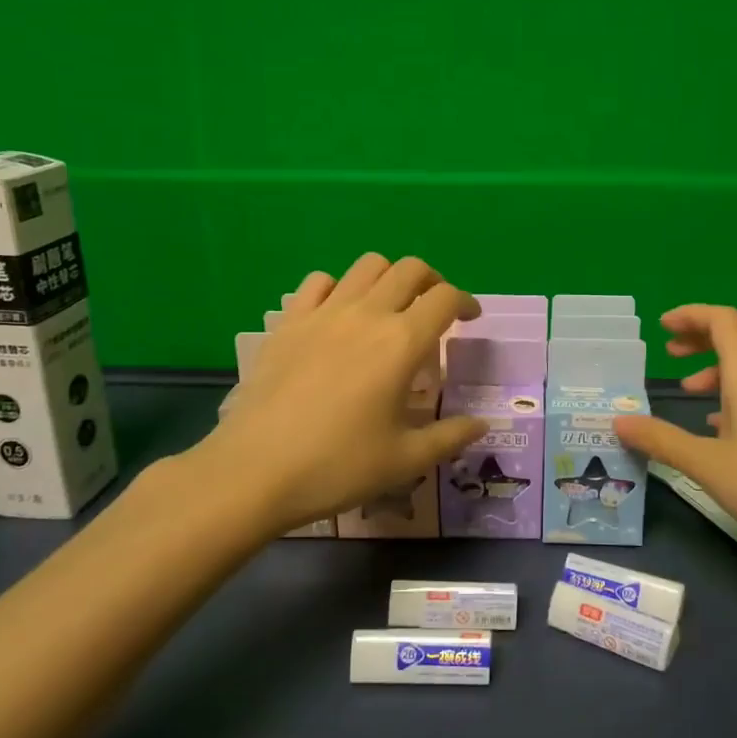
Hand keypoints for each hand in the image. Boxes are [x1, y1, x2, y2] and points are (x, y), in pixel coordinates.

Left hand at [180, 255, 485, 536]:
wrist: (254, 471)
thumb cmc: (337, 466)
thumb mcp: (405, 460)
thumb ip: (450, 437)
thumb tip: (482, 424)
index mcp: (402, 343)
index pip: (445, 299)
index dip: (465, 303)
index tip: (470, 320)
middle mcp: (367, 315)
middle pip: (410, 269)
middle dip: (432, 282)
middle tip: (435, 310)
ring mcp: (323, 313)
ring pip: (367, 265)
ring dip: (389, 278)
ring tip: (390, 307)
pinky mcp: (288, 322)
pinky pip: (319, 282)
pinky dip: (339, 288)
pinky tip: (339, 315)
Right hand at [612, 305, 736, 552]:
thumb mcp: (706, 464)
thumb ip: (661, 440)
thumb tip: (619, 422)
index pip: (722, 319)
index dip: (690, 315)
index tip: (662, 328)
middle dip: (704, 334)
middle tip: (673, 353)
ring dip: (720, 364)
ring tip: (690, 392)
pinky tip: (722, 424)